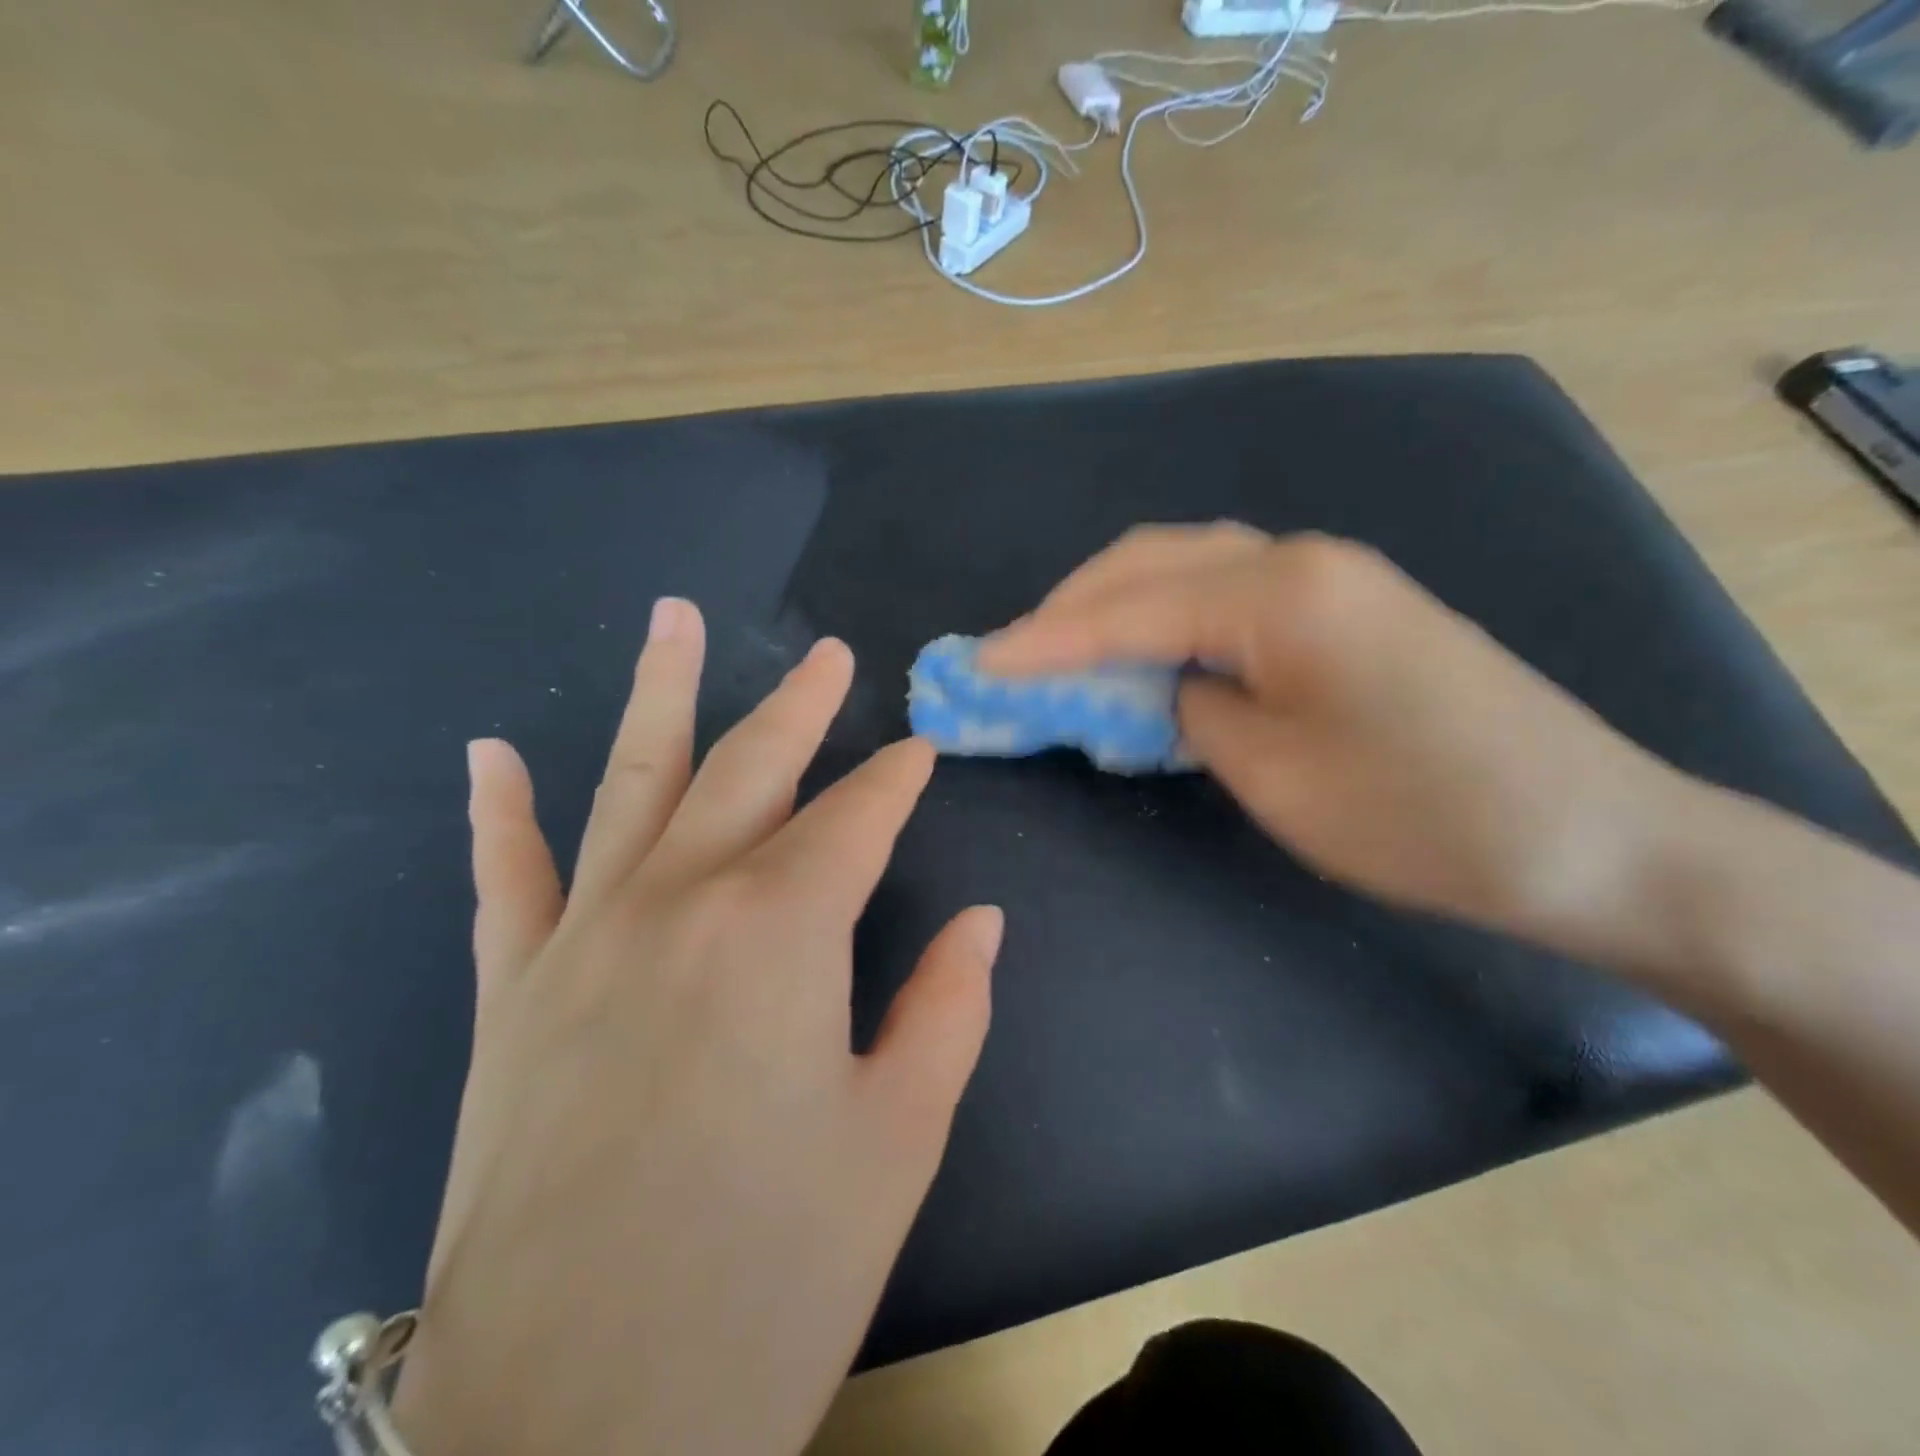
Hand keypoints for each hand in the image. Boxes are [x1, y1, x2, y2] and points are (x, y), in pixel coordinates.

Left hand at [395, 599, 1001, 1455]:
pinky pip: (506, 878)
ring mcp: (582, 940)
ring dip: (660, 695)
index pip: (857, 820)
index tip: (923, 751)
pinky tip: (493, 753)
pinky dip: (499, 812)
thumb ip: (946, 1009)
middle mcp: (678, 903)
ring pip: (631, 784)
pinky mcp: (512, 996)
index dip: (897, 782)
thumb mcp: (897, 1140)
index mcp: (780, 931)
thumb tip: (982, 922)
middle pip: (751, 771)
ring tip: (672, 618)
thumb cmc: (769, 1279)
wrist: (571, 1431)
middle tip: (828, 655)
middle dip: (800, 707)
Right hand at [981, 526, 1700, 963]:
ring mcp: (1330, 575)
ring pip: (1189, 566)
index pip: (1128, 608)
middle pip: (1152, 561)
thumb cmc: (1423, 818)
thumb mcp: (1275, 776)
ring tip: (1062, 651)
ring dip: (1118, 604)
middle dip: (1071, 607)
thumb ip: (1193, 712)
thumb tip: (1162, 686)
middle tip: (1012, 655)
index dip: (1043, 641)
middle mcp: (1298, 558)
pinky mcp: (1348, 605)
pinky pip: (1228, 591)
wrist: (1594, 836)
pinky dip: (1168, 615)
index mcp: (1278, 592)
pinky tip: (1146, 650)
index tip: (978, 666)